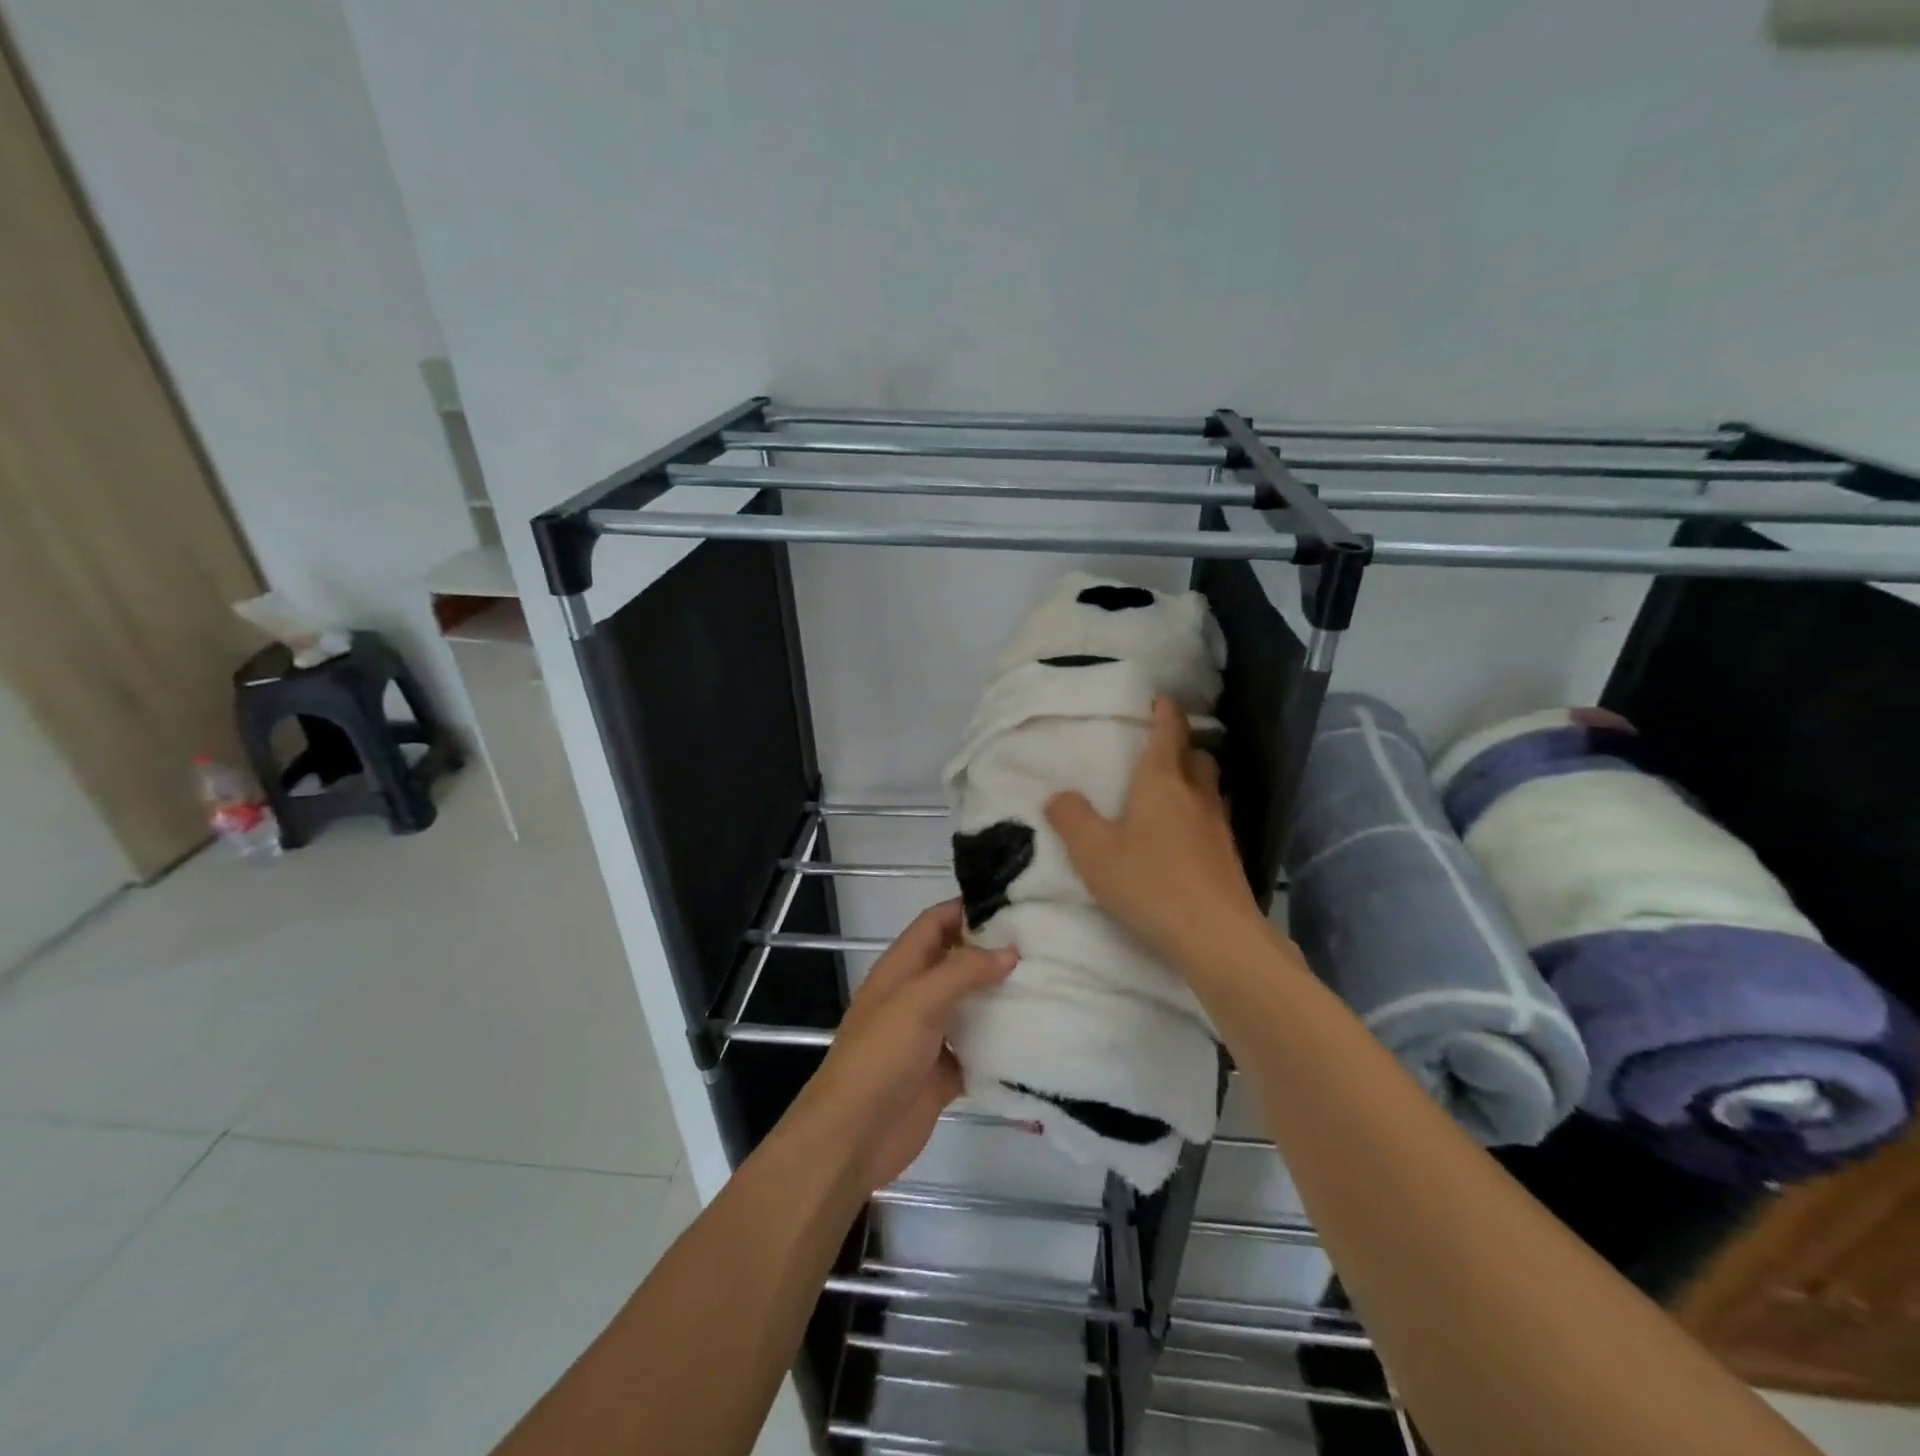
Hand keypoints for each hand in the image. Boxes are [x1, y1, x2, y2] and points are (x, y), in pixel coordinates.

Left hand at [795, 900, 1015, 1193]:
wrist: (855, 1135)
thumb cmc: (881, 1055)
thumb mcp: (919, 1000)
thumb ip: (963, 971)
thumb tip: (1009, 951)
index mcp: (902, 968)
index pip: (936, 923)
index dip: (967, 908)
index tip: (1013, 903)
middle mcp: (916, 995)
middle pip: (957, 961)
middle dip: (993, 951)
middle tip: (1043, 943)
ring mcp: (930, 1035)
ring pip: (971, 1005)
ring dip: (1001, 997)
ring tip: (1049, 982)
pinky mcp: (944, 1072)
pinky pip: (979, 1050)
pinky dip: (1002, 1043)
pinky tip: (1036, 1035)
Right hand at [1045, 694, 1265, 973]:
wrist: (1214, 934)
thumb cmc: (1148, 882)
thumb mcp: (1093, 852)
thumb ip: (1071, 819)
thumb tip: (1058, 795)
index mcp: (1160, 781)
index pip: (1168, 731)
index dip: (1165, 711)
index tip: (1161, 697)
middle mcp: (1194, 794)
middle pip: (1197, 755)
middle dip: (1182, 745)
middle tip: (1162, 749)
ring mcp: (1218, 825)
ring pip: (1210, 787)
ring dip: (1195, 779)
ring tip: (1173, 790)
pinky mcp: (1229, 856)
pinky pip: (1214, 818)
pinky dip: (1200, 814)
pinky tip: (1185, 836)